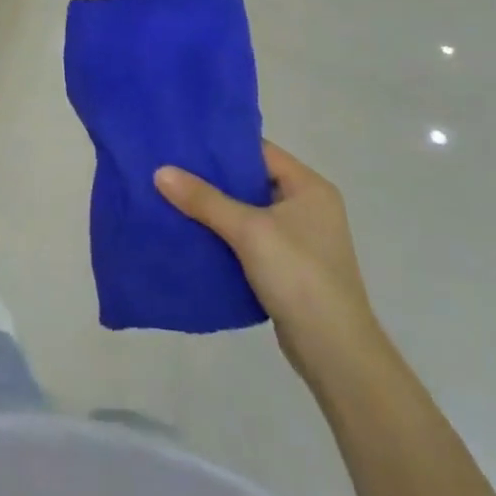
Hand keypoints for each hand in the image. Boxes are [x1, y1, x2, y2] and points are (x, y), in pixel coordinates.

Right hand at [155, 142, 382, 386]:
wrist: (335, 353)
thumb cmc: (299, 276)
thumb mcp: (249, 230)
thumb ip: (204, 200)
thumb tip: (160, 172)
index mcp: (309, 187)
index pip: (260, 151)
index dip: (222, 146)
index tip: (183, 142)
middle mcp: (308, 207)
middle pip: (252, 181)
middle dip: (213, 178)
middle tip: (170, 169)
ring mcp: (300, 240)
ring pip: (248, 212)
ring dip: (215, 209)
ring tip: (173, 197)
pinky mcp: (288, 268)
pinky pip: (249, 240)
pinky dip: (224, 236)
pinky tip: (193, 234)